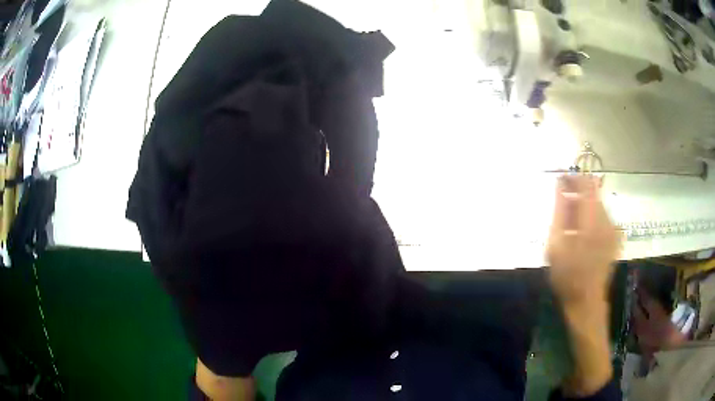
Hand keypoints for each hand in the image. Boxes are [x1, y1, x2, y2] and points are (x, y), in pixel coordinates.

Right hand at [547, 175, 621, 306]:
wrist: (586, 302)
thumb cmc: (567, 275)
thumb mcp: (556, 244)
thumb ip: (559, 211)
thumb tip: (560, 185)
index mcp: (592, 219)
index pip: (586, 183)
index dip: (574, 177)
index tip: (561, 179)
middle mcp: (607, 219)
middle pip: (593, 193)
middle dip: (577, 192)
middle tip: (562, 203)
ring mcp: (613, 229)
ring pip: (598, 205)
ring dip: (584, 206)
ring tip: (570, 222)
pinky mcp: (615, 237)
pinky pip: (603, 217)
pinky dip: (591, 217)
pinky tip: (582, 233)